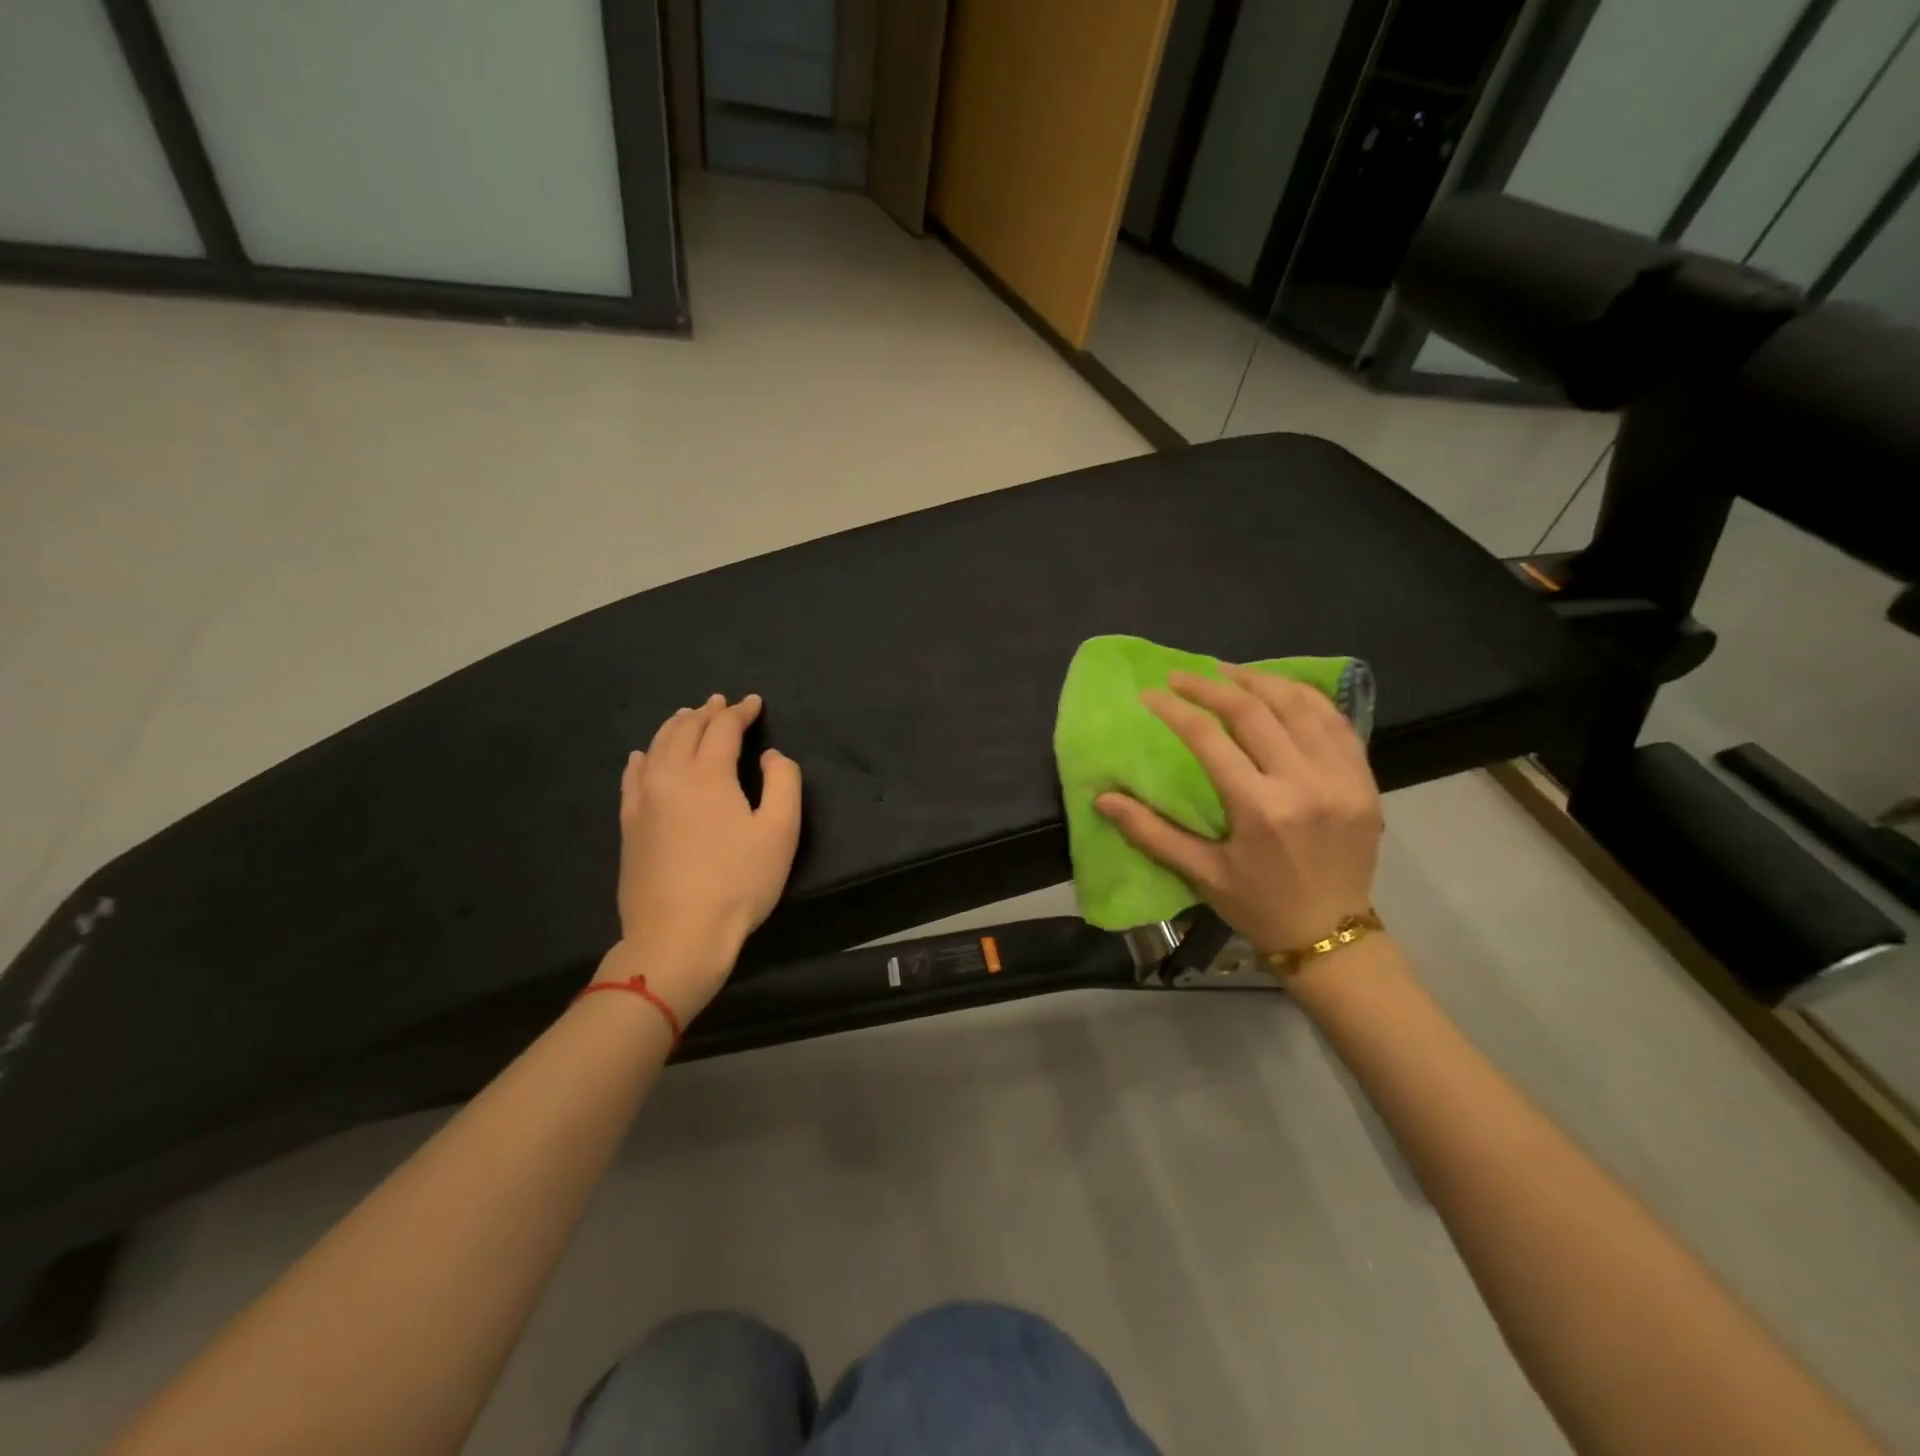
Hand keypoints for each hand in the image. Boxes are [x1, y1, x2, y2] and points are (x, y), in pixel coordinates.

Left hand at [596, 694, 802, 1020]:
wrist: (678, 934)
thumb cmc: (739, 882)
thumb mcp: (781, 831)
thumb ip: (784, 781)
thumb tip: (770, 756)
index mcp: (709, 774)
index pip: (723, 728)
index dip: (741, 711)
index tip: (755, 703)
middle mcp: (670, 776)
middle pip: (686, 730)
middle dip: (707, 712)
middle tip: (722, 702)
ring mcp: (643, 800)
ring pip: (657, 747)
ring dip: (675, 726)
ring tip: (687, 716)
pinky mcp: (629, 825)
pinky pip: (632, 777)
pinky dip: (643, 757)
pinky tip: (642, 756)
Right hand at [1095, 666, 1382, 958]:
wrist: (1332, 936)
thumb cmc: (1258, 905)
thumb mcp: (1200, 873)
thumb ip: (1150, 831)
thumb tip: (1103, 798)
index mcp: (1260, 809)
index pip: (1210, 738)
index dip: (1175, 709)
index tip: (1150, 694)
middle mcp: (1304, 783)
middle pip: (1255, 711)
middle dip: (1211, 686)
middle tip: (1182, 676)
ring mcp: (1342, 778)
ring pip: (1300, 706)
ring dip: (1260, 682)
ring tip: (1228, 673)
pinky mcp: (1364, 780)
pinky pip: (1336, 723)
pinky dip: (1306, 699)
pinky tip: (1281, 692)